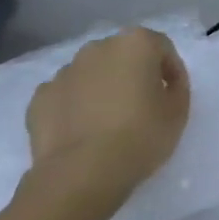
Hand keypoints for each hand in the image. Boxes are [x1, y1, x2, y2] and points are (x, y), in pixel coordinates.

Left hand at [25, 27, 189, 201]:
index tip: (172, 96)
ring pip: (91, 74)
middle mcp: (98, 47)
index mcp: (135, 43)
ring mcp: (65, 72)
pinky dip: (74, 107)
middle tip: (141, 106)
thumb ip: (176, 88)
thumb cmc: (139, 137)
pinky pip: (65, 96)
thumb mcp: (178, 112)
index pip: (162, 48)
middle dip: (133, 74)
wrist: (80, 176)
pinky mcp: (40, 98)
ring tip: (107, 123)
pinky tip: (81, 132)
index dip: (171, 71)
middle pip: (123, 56)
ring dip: (102, 89)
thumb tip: (164, 84)